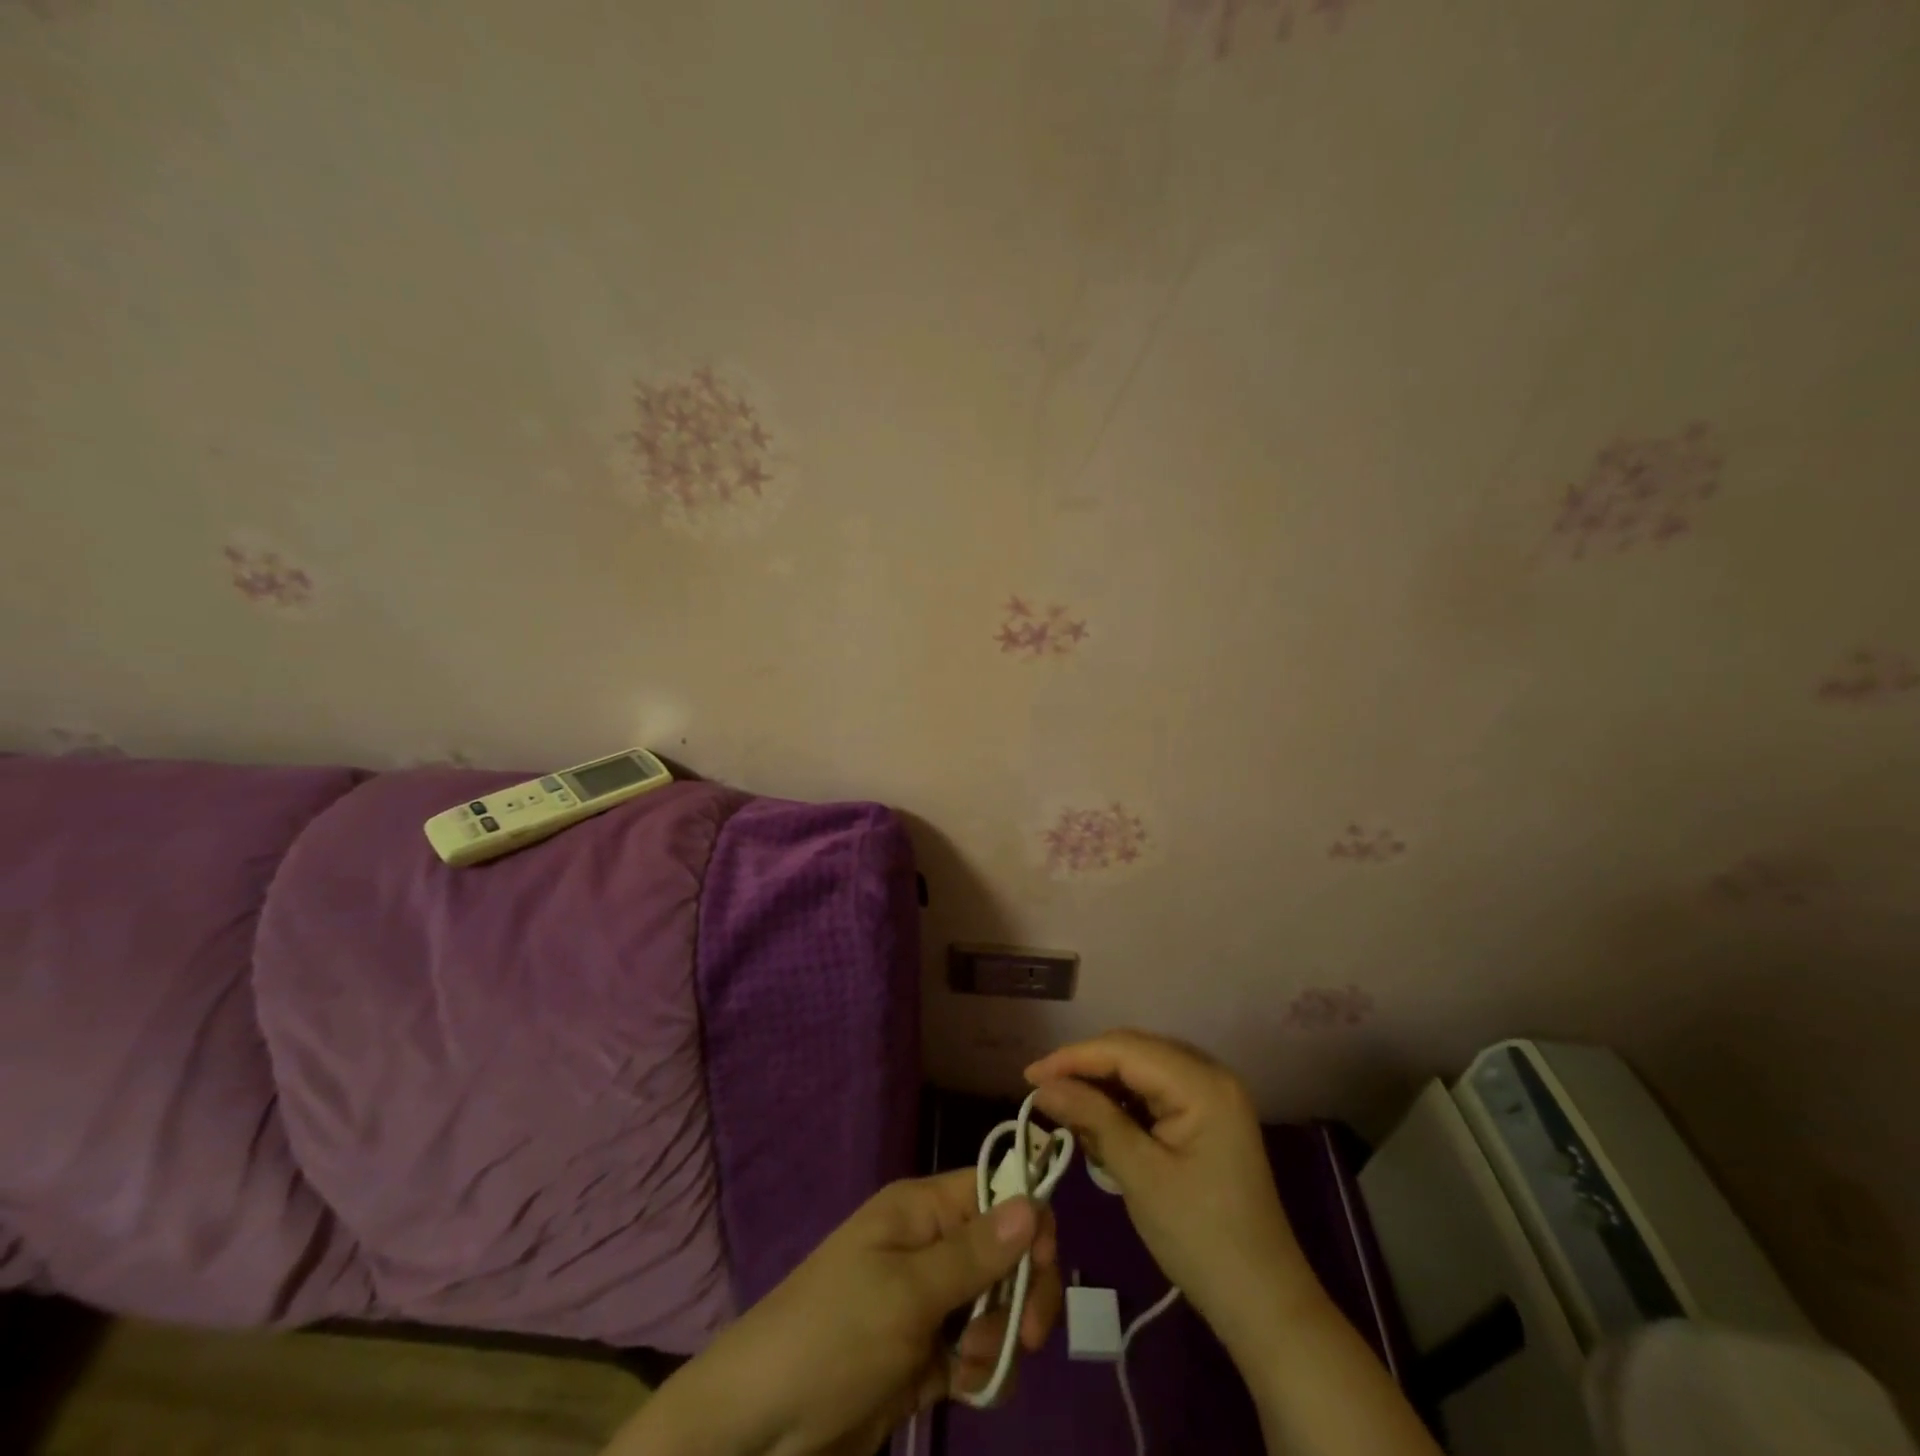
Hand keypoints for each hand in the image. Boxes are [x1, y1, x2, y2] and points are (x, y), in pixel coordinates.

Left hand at [612, 1170, 1060, 1455]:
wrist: (761, 1430)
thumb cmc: (833, 1337)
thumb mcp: (906, 1293)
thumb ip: (975, 1254)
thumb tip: (1034, 1202)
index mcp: (921, 1210)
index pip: (996, 1190)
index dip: (1029, 1219)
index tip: (1044, 1266)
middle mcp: (930, 1245)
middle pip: (1007, 1250)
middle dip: (1023, 1290)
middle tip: (1024, 1335)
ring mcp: (929, 1301)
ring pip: (999, 1304)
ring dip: (1000, 1337)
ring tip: (969, 1366)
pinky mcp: (926, 1353)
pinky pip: (980, 1349)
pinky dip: (983, 1369)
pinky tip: (960, 1389)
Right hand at [1026, 1030, 1314, 1358]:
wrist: (1263, 1303)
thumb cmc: (1201, 1240)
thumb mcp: (1140, 1176)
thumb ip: (1091, 1119)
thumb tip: (1042, 1086)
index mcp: (1202, 1083)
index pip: (1124, 1049)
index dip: (1073, 1057)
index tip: (1028, 1075)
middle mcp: (1210, 1074)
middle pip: (1133, 1051)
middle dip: (1085, 1067)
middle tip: (1042, 1091)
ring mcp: (1212, 1094)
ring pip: (1141, 1068)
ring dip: (1102, 1085)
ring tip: (1064, 1108)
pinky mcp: (1207, 1115)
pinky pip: (1154, 1091)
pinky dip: (1122, 1102)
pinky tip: (1098, 1122)